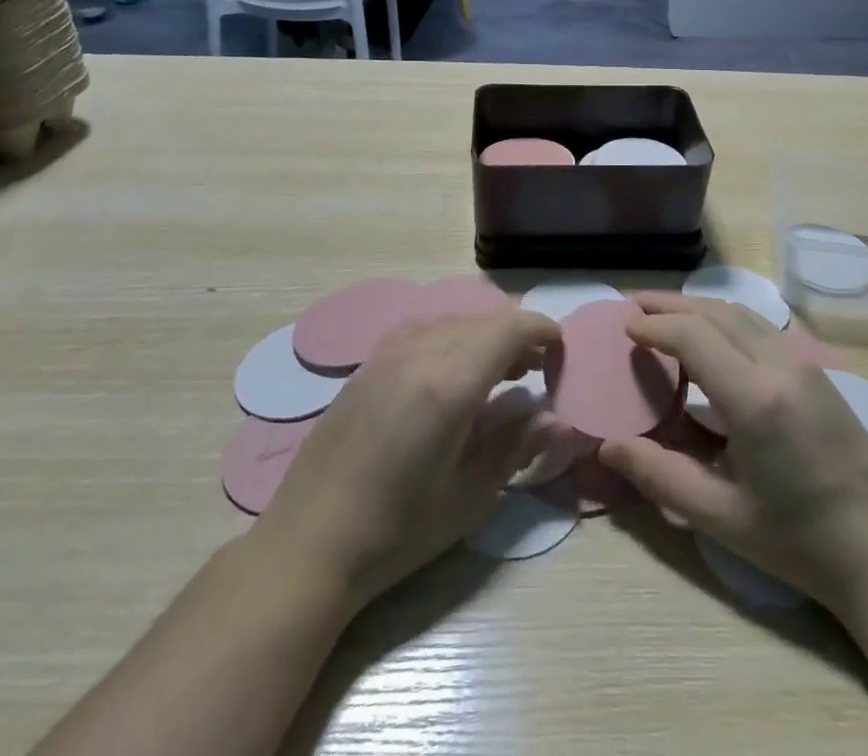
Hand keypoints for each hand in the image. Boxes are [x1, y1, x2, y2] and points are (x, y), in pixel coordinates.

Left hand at [247, 309, 559, 611]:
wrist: (307, 546)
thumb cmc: (397, 532)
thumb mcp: (470, 497)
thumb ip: (516, 446)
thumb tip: (555, 418)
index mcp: (450, 384)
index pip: (510, 328)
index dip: (542, 330)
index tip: (560, 352)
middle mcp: (419, 352)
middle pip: (483, 320)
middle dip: (517, 336)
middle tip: (536, 370)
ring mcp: (387, 354)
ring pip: (452, 321)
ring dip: (483, 336)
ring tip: (499, 373)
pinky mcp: (366, 365)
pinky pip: (422, 331)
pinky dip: (450, 340)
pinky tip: (450, 375)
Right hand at [599, 293, 867, 614]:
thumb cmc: (797, 539)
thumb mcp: (720, 516)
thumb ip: (660, 476)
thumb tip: (607, 447)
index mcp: (755, 398)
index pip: (693, 336)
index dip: (654, 326)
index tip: (624, 327)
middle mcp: (780, 364)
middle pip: (716, 311)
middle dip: (670, 304)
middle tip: (632, 306)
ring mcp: (804, 362)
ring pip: (741, 314)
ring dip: (699, 308)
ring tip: (664, 315)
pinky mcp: (817, 370)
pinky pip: (761, 327)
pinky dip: (725, 320)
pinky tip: (711, 339)